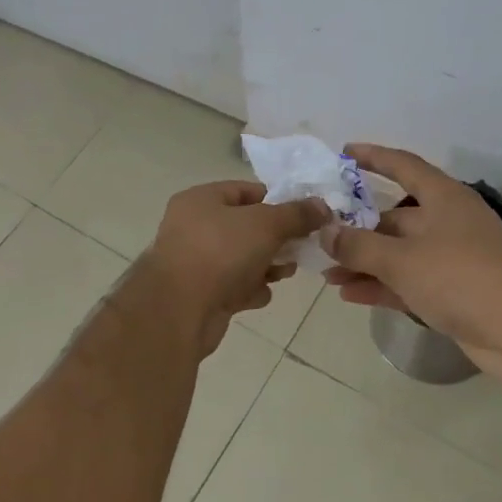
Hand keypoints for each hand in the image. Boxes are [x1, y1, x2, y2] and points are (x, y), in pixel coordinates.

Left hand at [141, 181, 329, 356]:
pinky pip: (234, 286)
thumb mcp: (265, 224)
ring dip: (266, 266)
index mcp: (200, 200)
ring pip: (242, 258)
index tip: (306, 215)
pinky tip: (259, 295)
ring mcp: (196, 262)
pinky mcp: (201, 294)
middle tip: (301, 247)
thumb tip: (322, 205)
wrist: (179, 310)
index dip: (277, 200)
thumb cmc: (220, 252)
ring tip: (286, 272)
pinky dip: (249, 289)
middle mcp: (194, 227)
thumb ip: (296, 214)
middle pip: (245, 227)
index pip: (245, 191)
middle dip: (276, 238)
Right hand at [319, 145, 501, 385]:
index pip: (403, 166)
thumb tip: (325, 232)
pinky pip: (405, 282)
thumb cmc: (461, 278)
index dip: (373, 157)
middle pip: (393, 215)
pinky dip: (379, 285)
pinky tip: (348, 295)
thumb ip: (357, 244)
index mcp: (443, 198)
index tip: (343, 152)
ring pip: (396, 253)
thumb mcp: (400, 258)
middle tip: (319, 231)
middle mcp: (446, 222)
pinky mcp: (450, 292)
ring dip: (362, 261)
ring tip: (325, 272)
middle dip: (356, 226)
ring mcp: (450, 259)